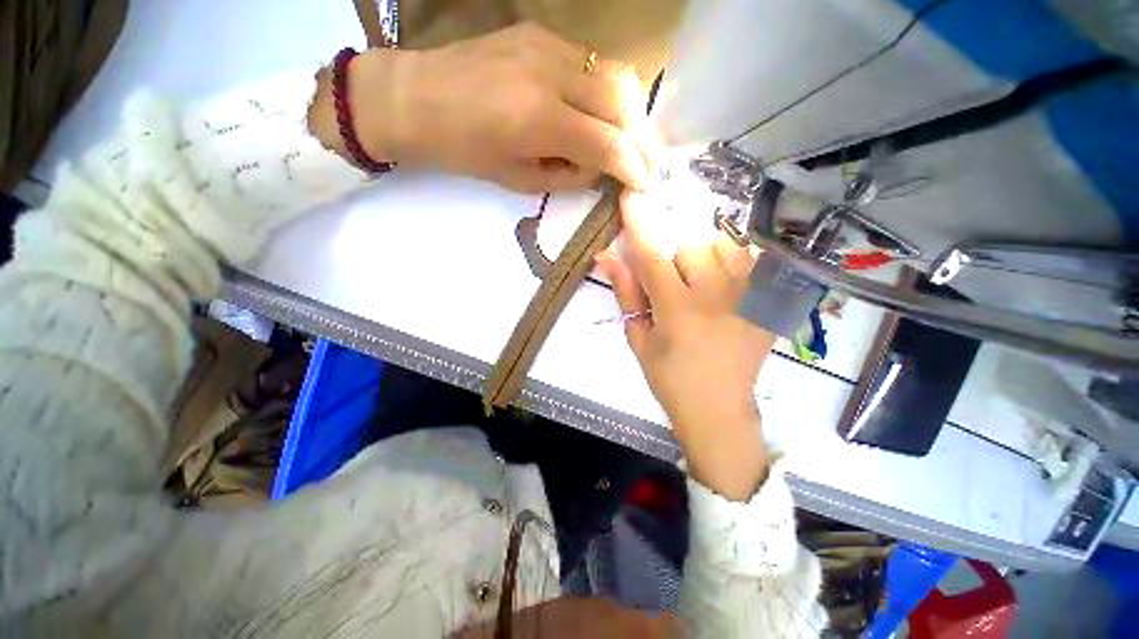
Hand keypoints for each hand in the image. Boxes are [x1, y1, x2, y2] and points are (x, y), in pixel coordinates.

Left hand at [313, 23, 653, 192]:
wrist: (414, 98)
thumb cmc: (462, 152)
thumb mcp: (518, 180)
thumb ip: (568, 175)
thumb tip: (602, 169)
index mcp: (537, 118)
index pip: (608, 142)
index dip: (633, 166)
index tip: (645, 184)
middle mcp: (549, 72)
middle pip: (622, 99)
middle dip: (642, 138)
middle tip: (645, 163)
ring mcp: (547, 43)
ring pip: (615, 73)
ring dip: (631, 111)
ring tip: (629, 141)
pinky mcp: (541, 32)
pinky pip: (593, 62)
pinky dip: (608, 91)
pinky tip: (602, 113)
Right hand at [597, 191, 775, 500]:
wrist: (719, 409)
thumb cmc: (669, 378)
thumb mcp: (638, 339)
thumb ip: (626, 293)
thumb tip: (608, 255)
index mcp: (677, 310)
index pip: (653, 255)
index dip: (639, 222)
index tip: (631, 195)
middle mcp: (717, 297)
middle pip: (693, 243)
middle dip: (675, 253)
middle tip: (672, 280)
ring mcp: (749, 297)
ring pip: (725, 245)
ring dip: (705, 254)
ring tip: (700, 282)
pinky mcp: (768, 303)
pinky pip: (753, 259)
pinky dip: (734, 260)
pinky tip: (726, 283)